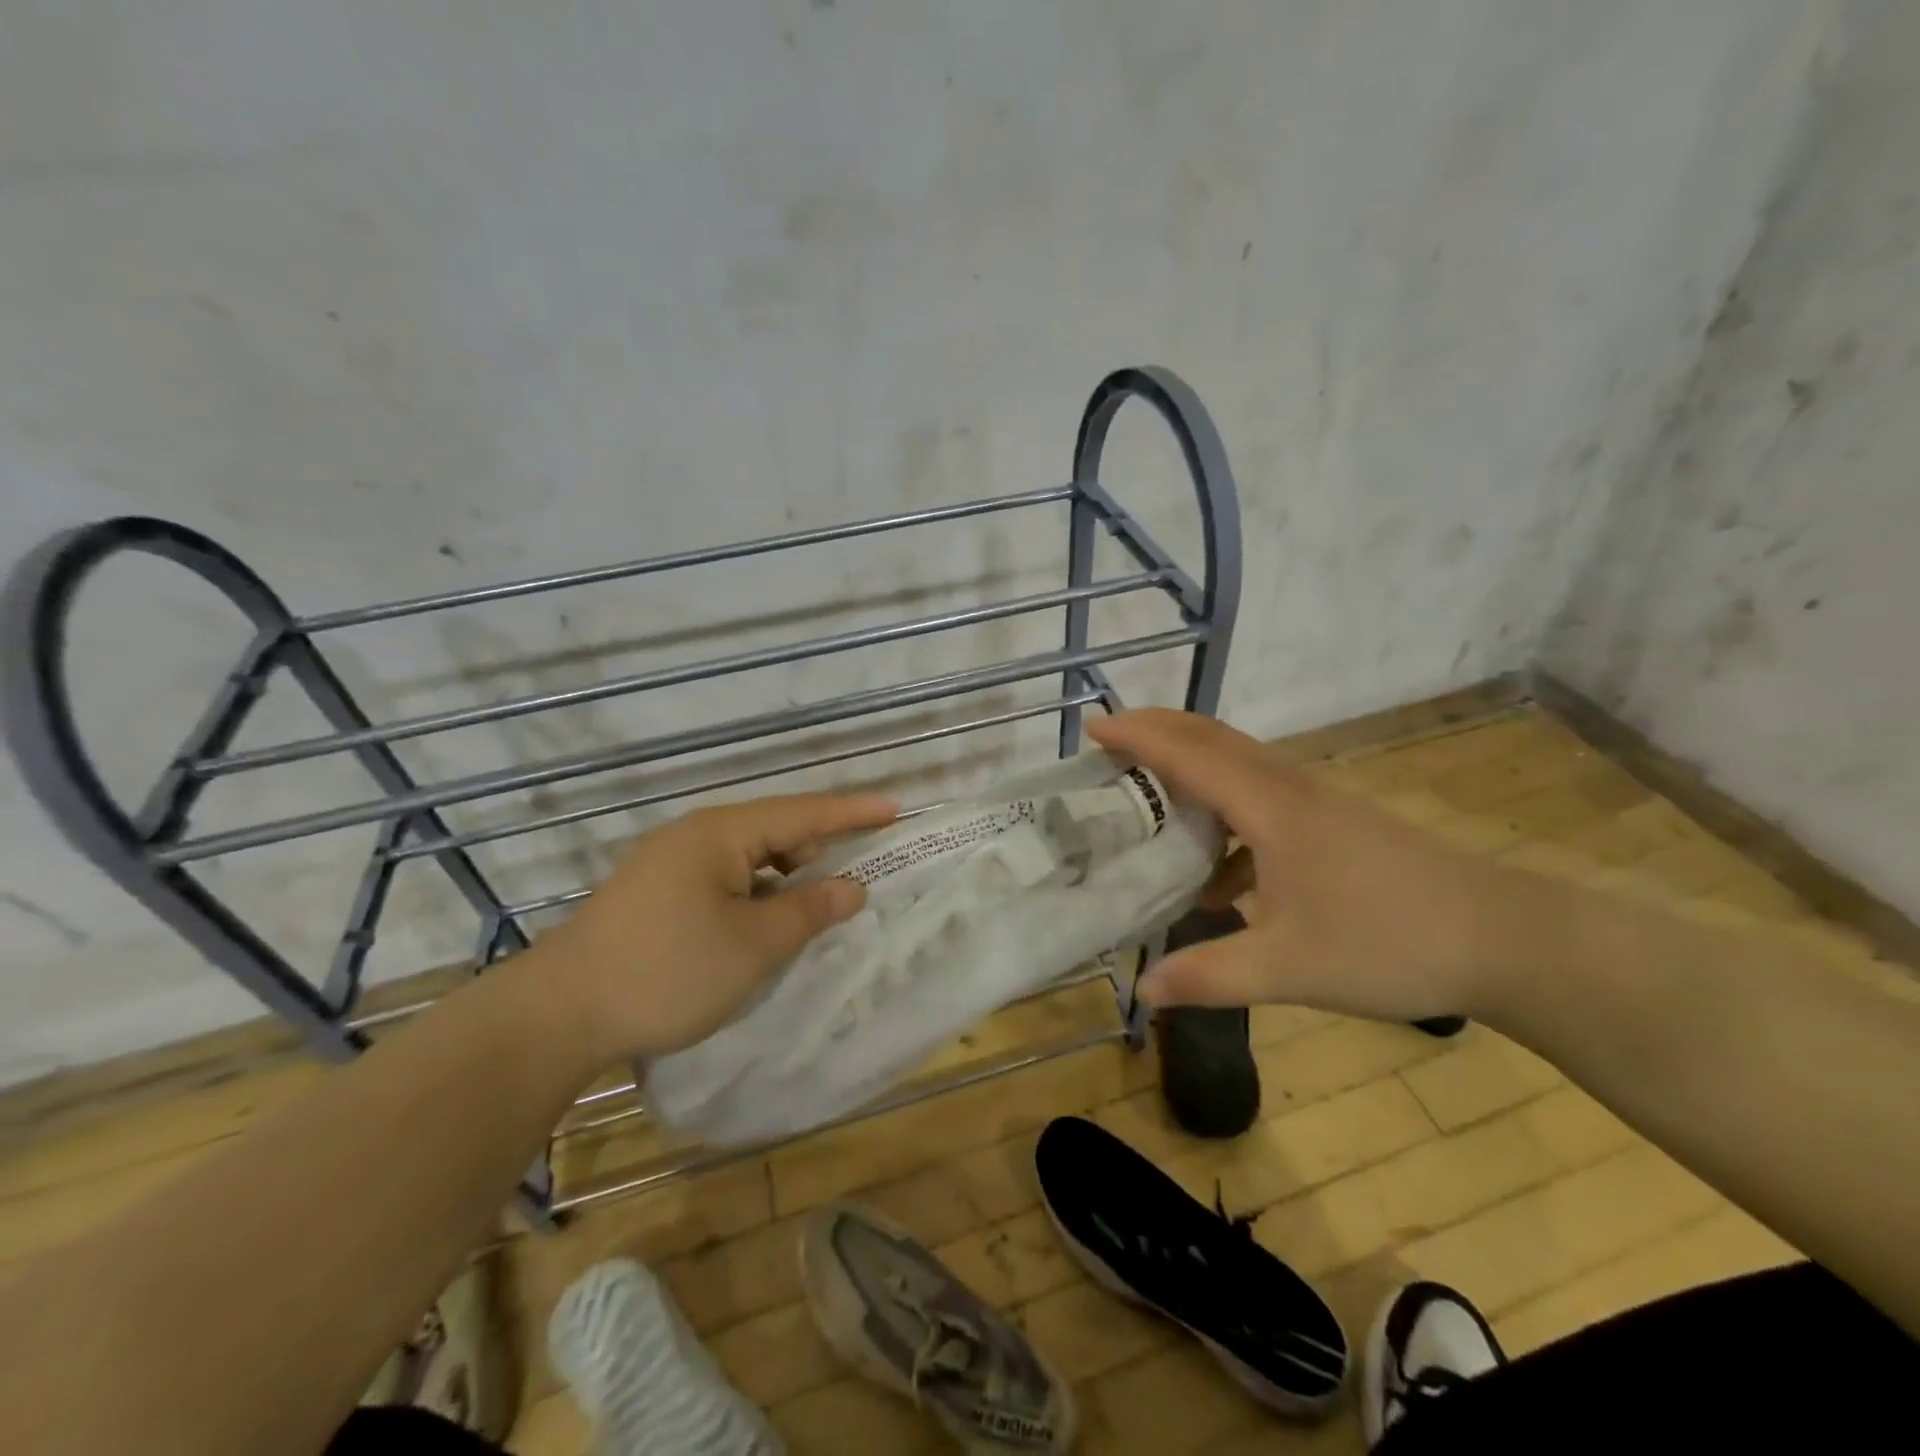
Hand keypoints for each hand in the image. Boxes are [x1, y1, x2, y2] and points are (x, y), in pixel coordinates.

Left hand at [534, 792, 897, 1063]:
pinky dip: (755, 894)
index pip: (803, 813)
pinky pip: (723, 879)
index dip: (853, 813)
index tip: (895, 809)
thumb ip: (809, 911)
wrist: (556, 1014)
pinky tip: (764, 922)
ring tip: (815, 906)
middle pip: (775, 830)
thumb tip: (851, 888)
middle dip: (819, 849)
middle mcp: (695, 836)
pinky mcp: (654, 893)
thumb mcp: (753, 945)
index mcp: (721, 834)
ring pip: (748, 858)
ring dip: (785, 876)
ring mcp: (669, 863)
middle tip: (857, 874)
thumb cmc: (667, 971)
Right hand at [1089, 709, 1536, 1022]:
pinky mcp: (1335, 825)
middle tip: (1110, 744)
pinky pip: (1263, 800)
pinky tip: (1220, 879)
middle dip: (1158, 732)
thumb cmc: (1388, 942)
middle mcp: (1289, 790)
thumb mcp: (1288, 968)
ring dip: (1191, 768)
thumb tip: (1144, 990)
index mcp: (1270, 807)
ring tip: (1149, 798)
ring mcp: (1317, 804)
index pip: (1189, 754)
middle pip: (1213, 740)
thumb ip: (1210, 975)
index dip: (1137, 737)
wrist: (1503, 940)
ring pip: (1239, 766)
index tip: (1092, 729)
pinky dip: (1226, 815)